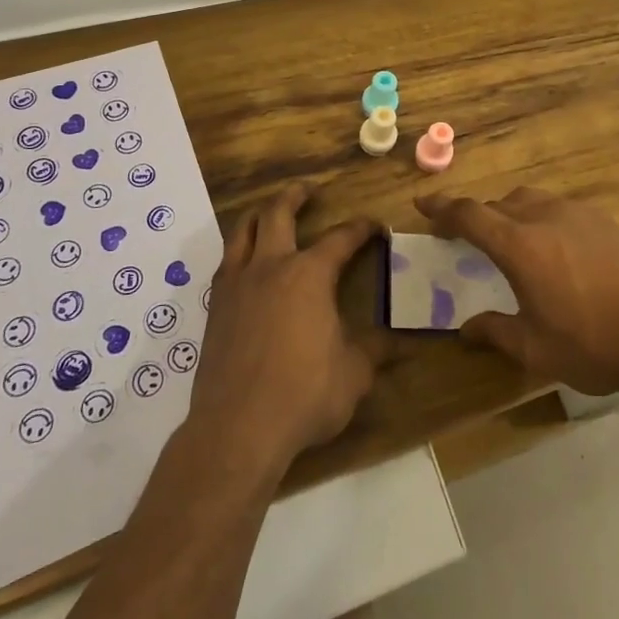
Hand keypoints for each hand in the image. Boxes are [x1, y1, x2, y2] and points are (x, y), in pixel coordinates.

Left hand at [189, 184, 378, 477]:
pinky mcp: (215, 308)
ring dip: (259, 215)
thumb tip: (402, 341)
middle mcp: (271, 267)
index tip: (376, 227)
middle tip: (307, 190)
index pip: (341, 238)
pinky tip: (245, 264)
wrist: (237, 428)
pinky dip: (239, 252)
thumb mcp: (354, 374)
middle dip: (295, 196)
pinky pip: (226, 263)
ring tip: (269, 213)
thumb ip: (375, 350)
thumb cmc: (304, 395)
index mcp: (310, 275)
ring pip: (243, 231)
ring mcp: (237, 285)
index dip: (361, 229)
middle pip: (278, 213)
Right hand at [415, 188, 618, 395]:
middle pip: (500, 203)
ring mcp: (579, 214)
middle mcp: (545, 217)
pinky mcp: (606, 221)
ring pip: (531, 200)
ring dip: (511, 214)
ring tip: (510, 241)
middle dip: (477, 216)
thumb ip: (497, 332)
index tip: (423, 204)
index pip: (470, 215)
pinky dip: (542, 219)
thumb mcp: (537, 349)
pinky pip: (559, 209)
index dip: (443, 208)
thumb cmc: (596, 343)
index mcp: (520, 245)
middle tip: (465, 237)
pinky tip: (555, 250)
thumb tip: (466, 328)